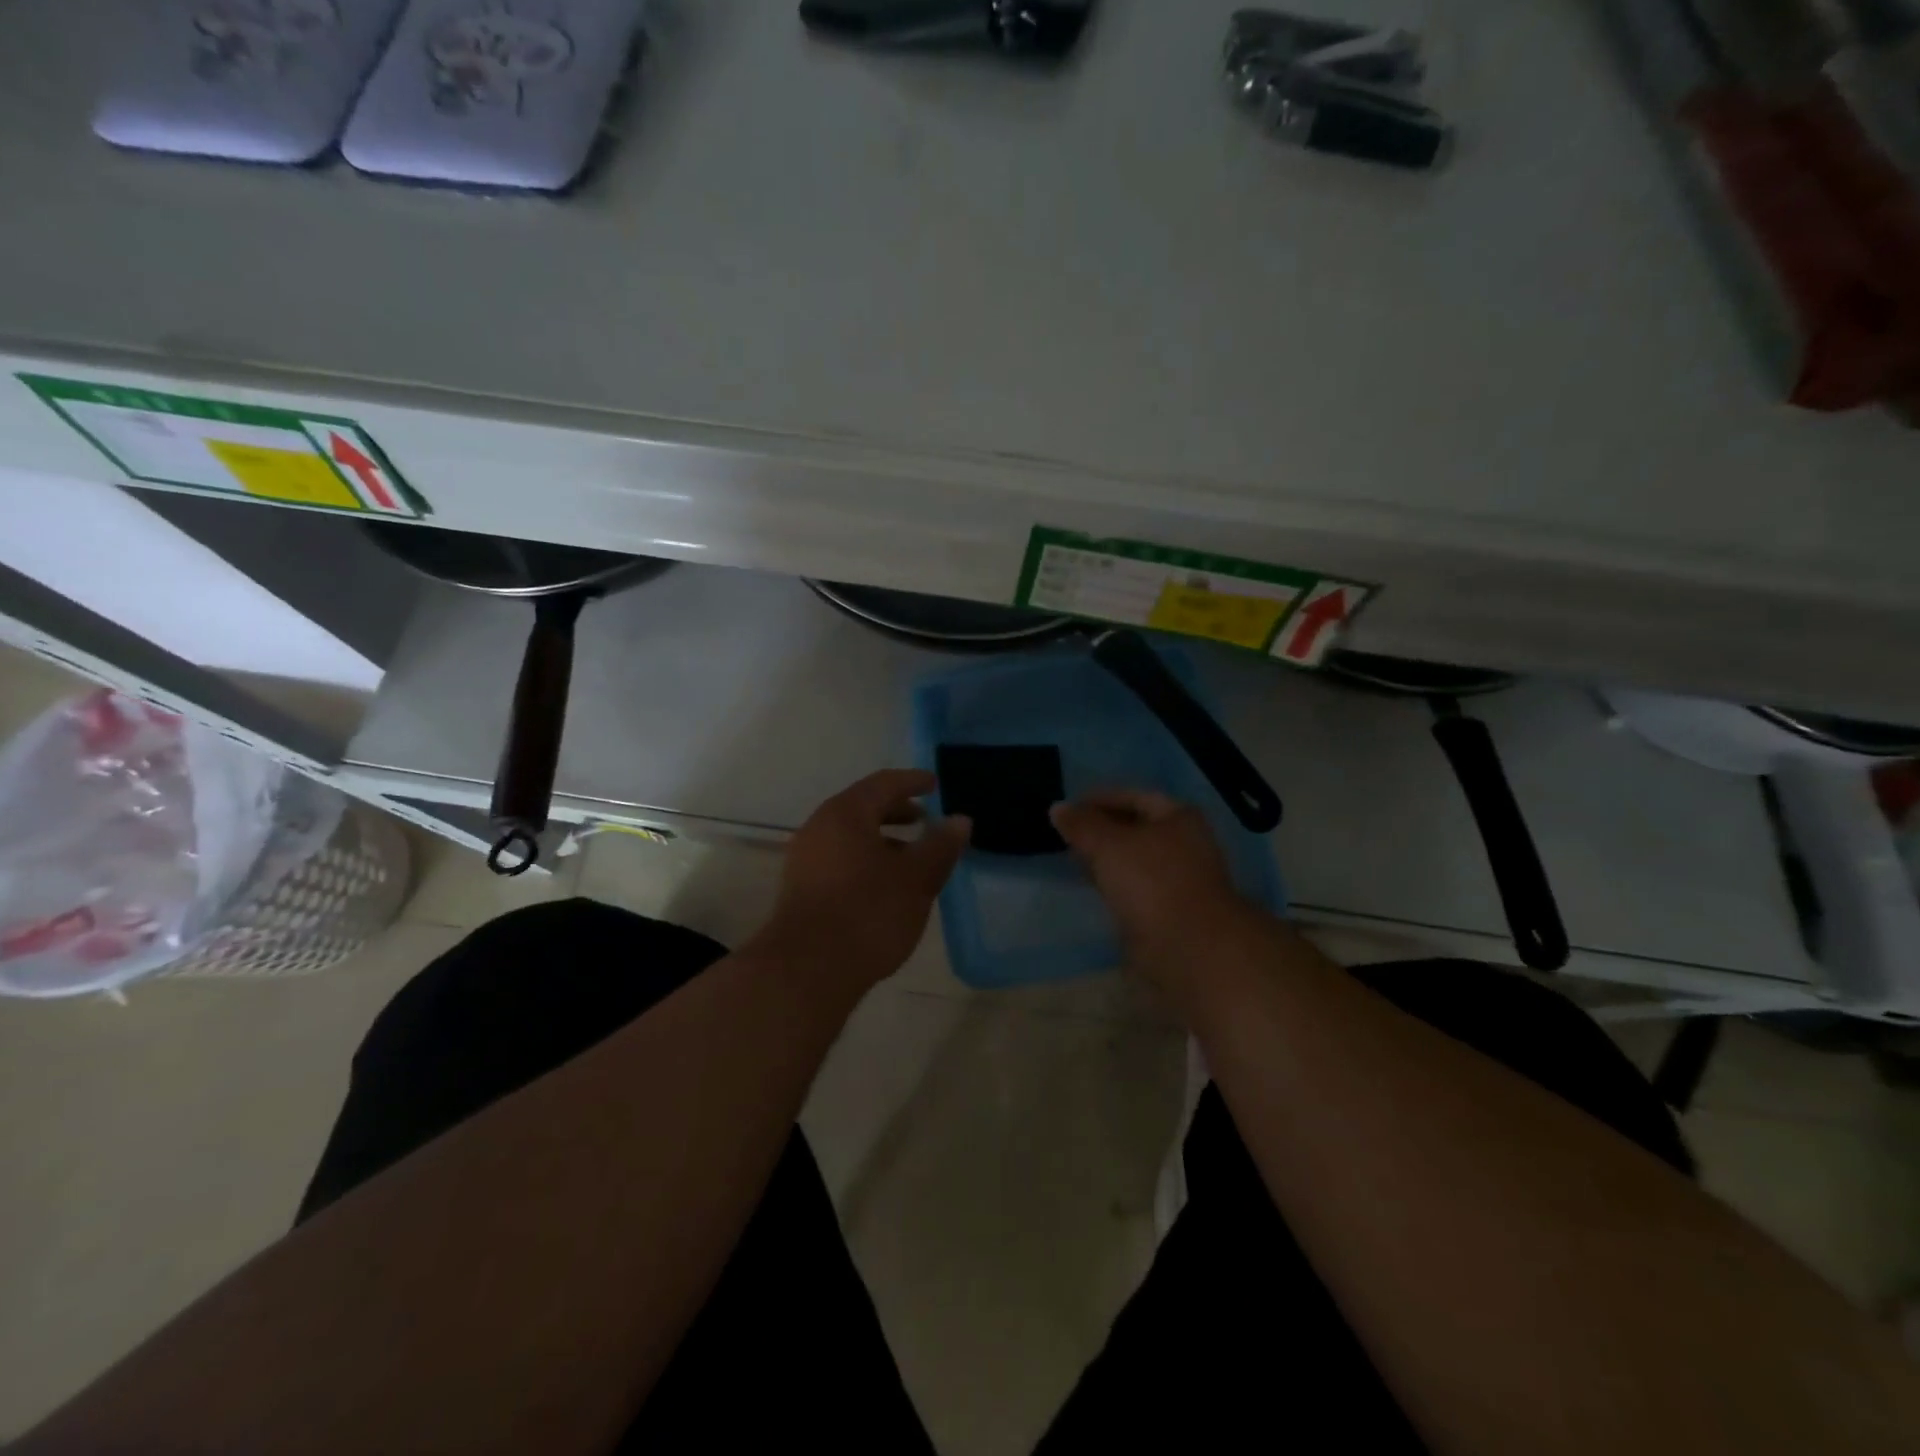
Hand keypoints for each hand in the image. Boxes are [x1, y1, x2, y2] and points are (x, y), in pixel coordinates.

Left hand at [753, 770, 969, 995]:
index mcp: (846, 814)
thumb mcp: (916, 878)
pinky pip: (839, 857)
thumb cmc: (868, 913)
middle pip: (863, 807)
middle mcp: (819, 827)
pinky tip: (884, 884)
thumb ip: (940, 846)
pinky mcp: (801, 887)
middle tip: (925, 819)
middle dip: (896, 810)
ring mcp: (805, 858)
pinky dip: (865, 858)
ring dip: (882, 838)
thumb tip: (959, 820)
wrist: (808, 970)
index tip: (935, 784)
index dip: (912, 782)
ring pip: (850, 835)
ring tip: (911, 856)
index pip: (884, 783)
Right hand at [1050, 790, 1257, 993]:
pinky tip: (1093, 887)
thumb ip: (1082, 824)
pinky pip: (1136, 886)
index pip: (1134, 796)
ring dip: (1106, 858)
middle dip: (1101, 829)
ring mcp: (1180, 878)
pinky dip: (1114, 882)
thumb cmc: (1151, 882)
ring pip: (1135, 859)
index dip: (1099, 798)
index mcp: (1178, 817)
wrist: (1189, 948)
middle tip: (1066, 834)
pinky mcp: (1171, 909)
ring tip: (1073, 859)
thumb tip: (1058, 808)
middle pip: (1136, 827)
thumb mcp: (1108, 844)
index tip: (1068, 808)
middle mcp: (1185, 843)